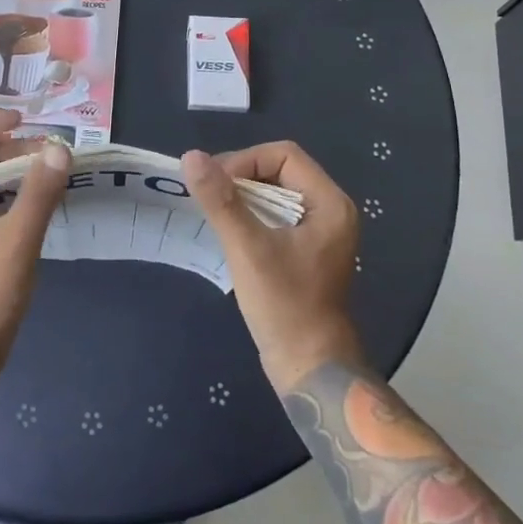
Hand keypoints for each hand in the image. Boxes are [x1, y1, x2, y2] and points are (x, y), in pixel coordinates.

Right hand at [182, 142, 362, 391]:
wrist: (309, 368)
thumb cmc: (285, 305)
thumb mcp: (248, 248)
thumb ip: (221, 200)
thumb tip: (191, 156)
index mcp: (329, 203)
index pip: (284, 154)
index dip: (246, 161)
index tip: (216, 184)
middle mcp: (330, 210)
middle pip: (280, 169)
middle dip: (241, 176)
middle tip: (209, 196)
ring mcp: (320, 231)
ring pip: (275, 192)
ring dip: (243, 196)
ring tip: (214, 211)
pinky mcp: (306, 249)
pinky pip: (276, 215)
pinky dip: (251, 215)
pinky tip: (229, 229)